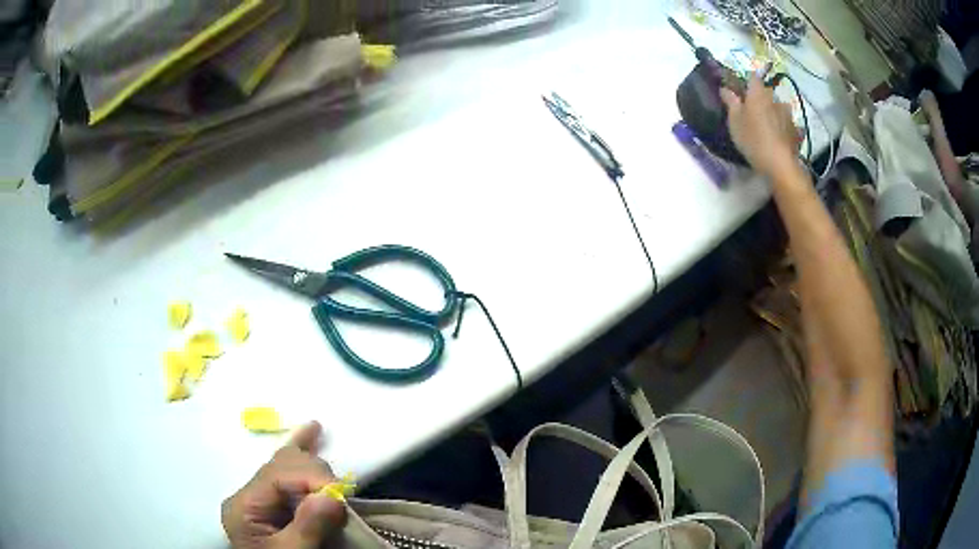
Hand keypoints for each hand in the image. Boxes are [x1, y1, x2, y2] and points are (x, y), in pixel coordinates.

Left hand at [222, 421, 346, 548]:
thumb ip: (306, 527)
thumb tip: (331, 495)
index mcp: (244, 505)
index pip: (277, 476)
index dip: (312, 479)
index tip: (343, 498)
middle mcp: (248, 493)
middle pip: (281, 465)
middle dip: (316, 475)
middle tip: (341, 500)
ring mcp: (259, 495)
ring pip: (286, 464)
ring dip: (314, 469)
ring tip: (334, 481)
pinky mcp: (271, 499)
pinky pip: (285, 469)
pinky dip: (301, 450)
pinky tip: (312, 430)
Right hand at [720, 75, 799, 175]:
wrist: (780, 164)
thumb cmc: (753, 139)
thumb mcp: (734, 121)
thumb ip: (730, 102)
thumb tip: (725, 88)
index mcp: (758, 93)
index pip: (752, 76)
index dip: (746, 80)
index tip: (741, 89)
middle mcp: (774, 99)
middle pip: (766, 92)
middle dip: (760, 98)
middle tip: (752, 111)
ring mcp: (787, 114)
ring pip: (778, 107)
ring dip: (773, 112)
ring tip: (767, 125)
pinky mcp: (795, 130)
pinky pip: (787, 122)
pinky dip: (782, 126)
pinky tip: (778, 137)